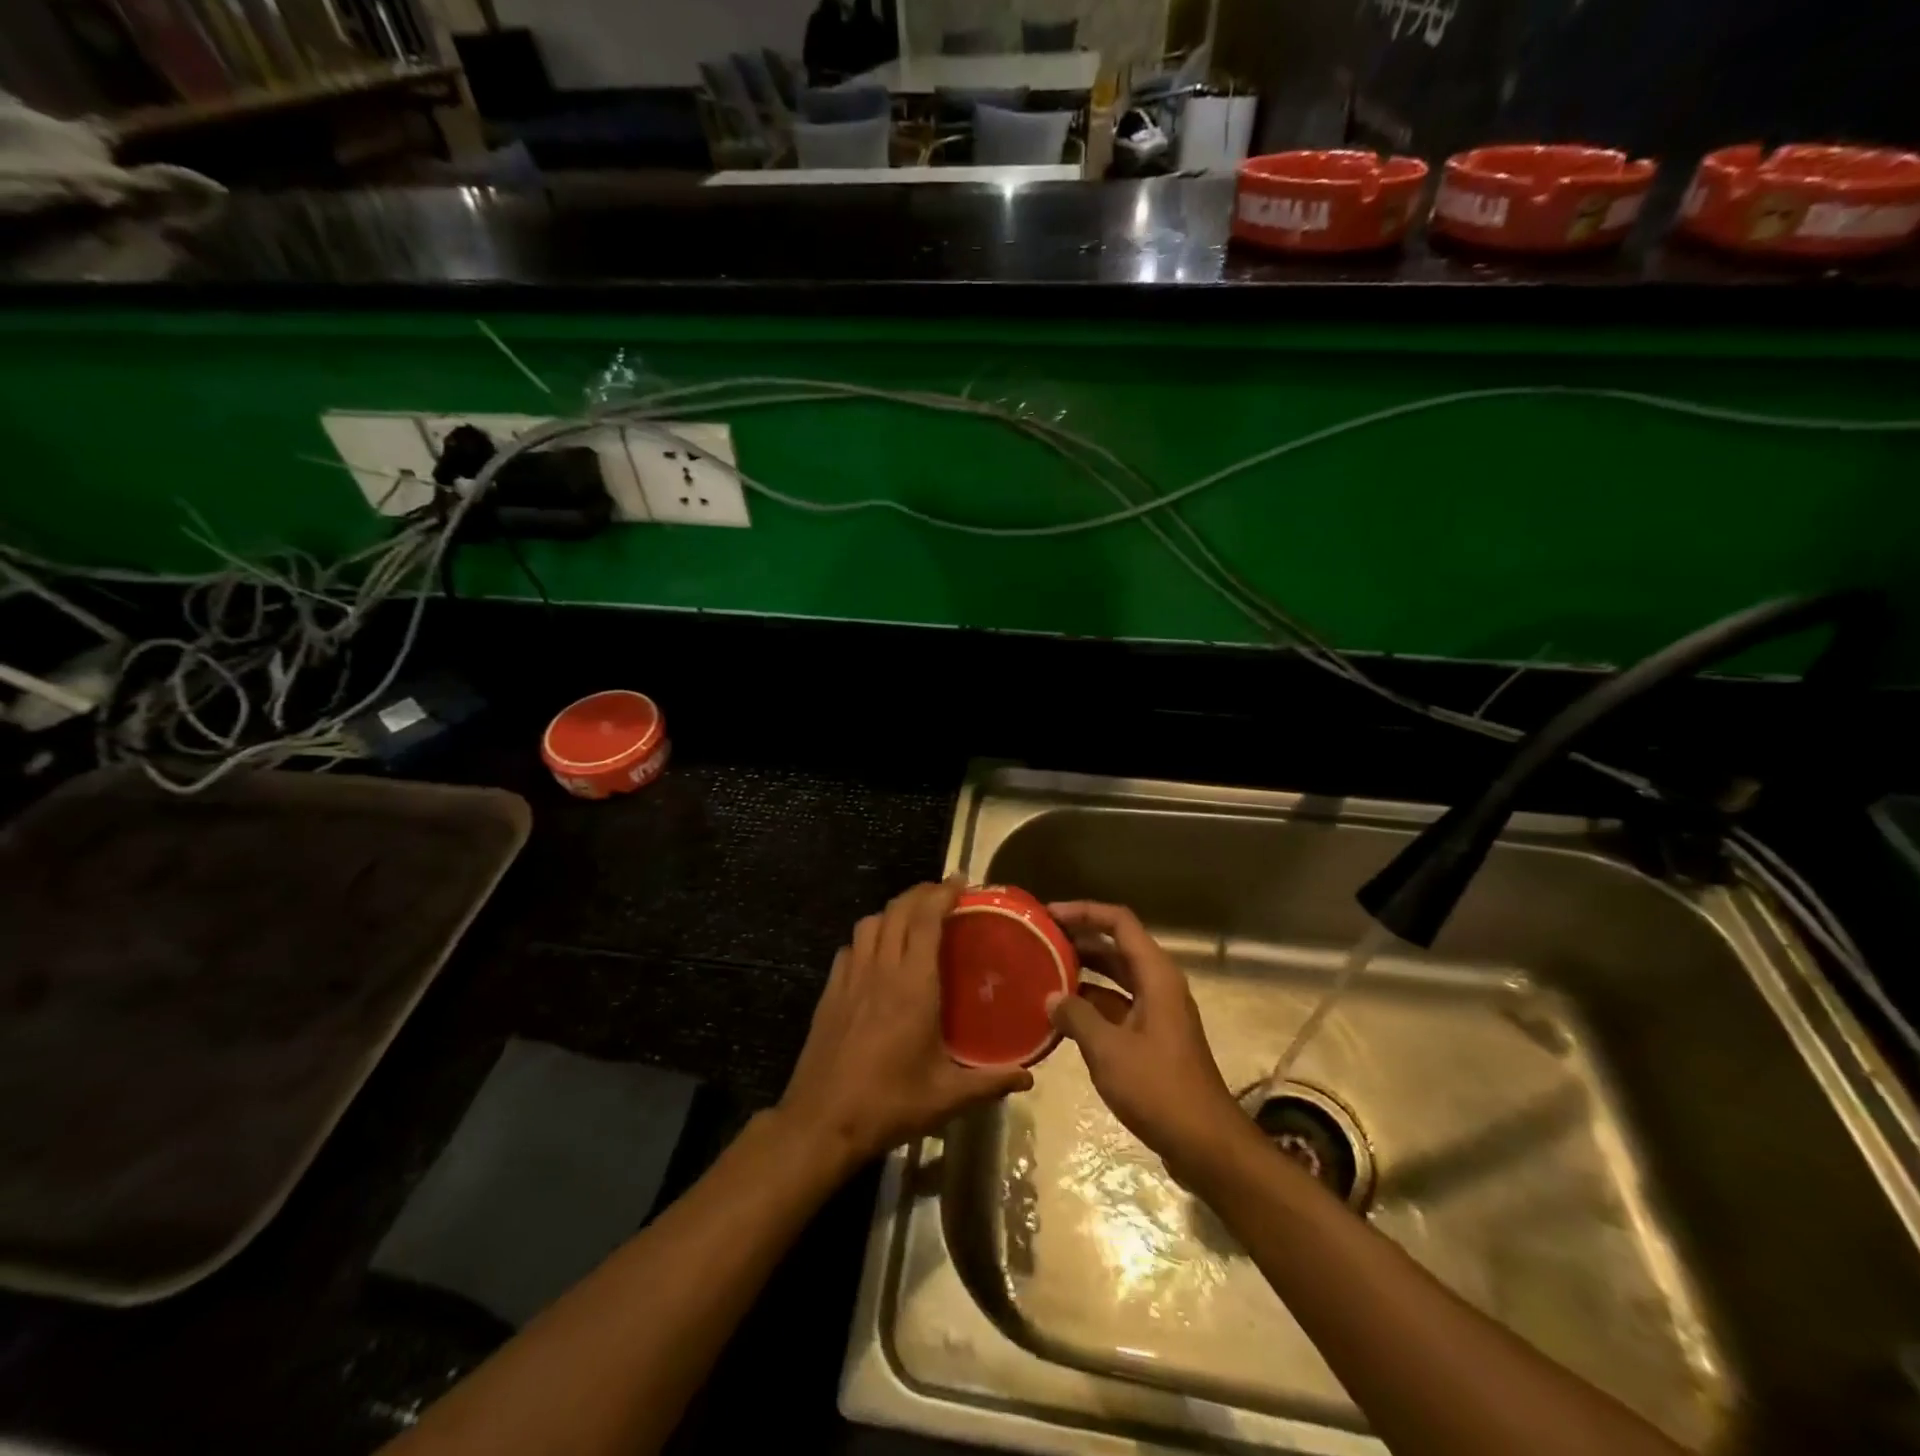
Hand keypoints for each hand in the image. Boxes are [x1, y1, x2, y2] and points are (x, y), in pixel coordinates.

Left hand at [777, 878, 1033, 1170]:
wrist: (821, 1122)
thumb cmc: (889, 1104)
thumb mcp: (946, 1096)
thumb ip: (990, 1082)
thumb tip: (1028, 1075)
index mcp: (912, 985)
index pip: (926, 919)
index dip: (942, 893)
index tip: (961, 882)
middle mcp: (881, 969)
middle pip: (897, 910)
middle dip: (921, 893)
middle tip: (944, 894)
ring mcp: (850, 978)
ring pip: (870, 922)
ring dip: (893, 911)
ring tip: (912, 919)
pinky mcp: (830, 992)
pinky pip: (850, 947)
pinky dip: (868, 937)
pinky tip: (877, 954)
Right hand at [1047, 901, 1248, 1168]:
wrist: (1204, 1144)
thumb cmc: (1158, 1088)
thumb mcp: (1108, 1050)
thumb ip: (1076, 1017)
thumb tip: (1050, 997)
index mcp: (1156, 975)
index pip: (1119, 922)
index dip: (1084, 911)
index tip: (1048, 916)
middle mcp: (1158, 985)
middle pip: (1116, 946)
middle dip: (1078, 940)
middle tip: (1038, 941)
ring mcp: (1156, 1012)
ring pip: (1114, 978)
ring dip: (1082, 973)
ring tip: (1042, 972)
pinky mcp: (1151, 1038)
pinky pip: (1116, 1006)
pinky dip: (1090, 1004)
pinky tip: (1060, 1016)